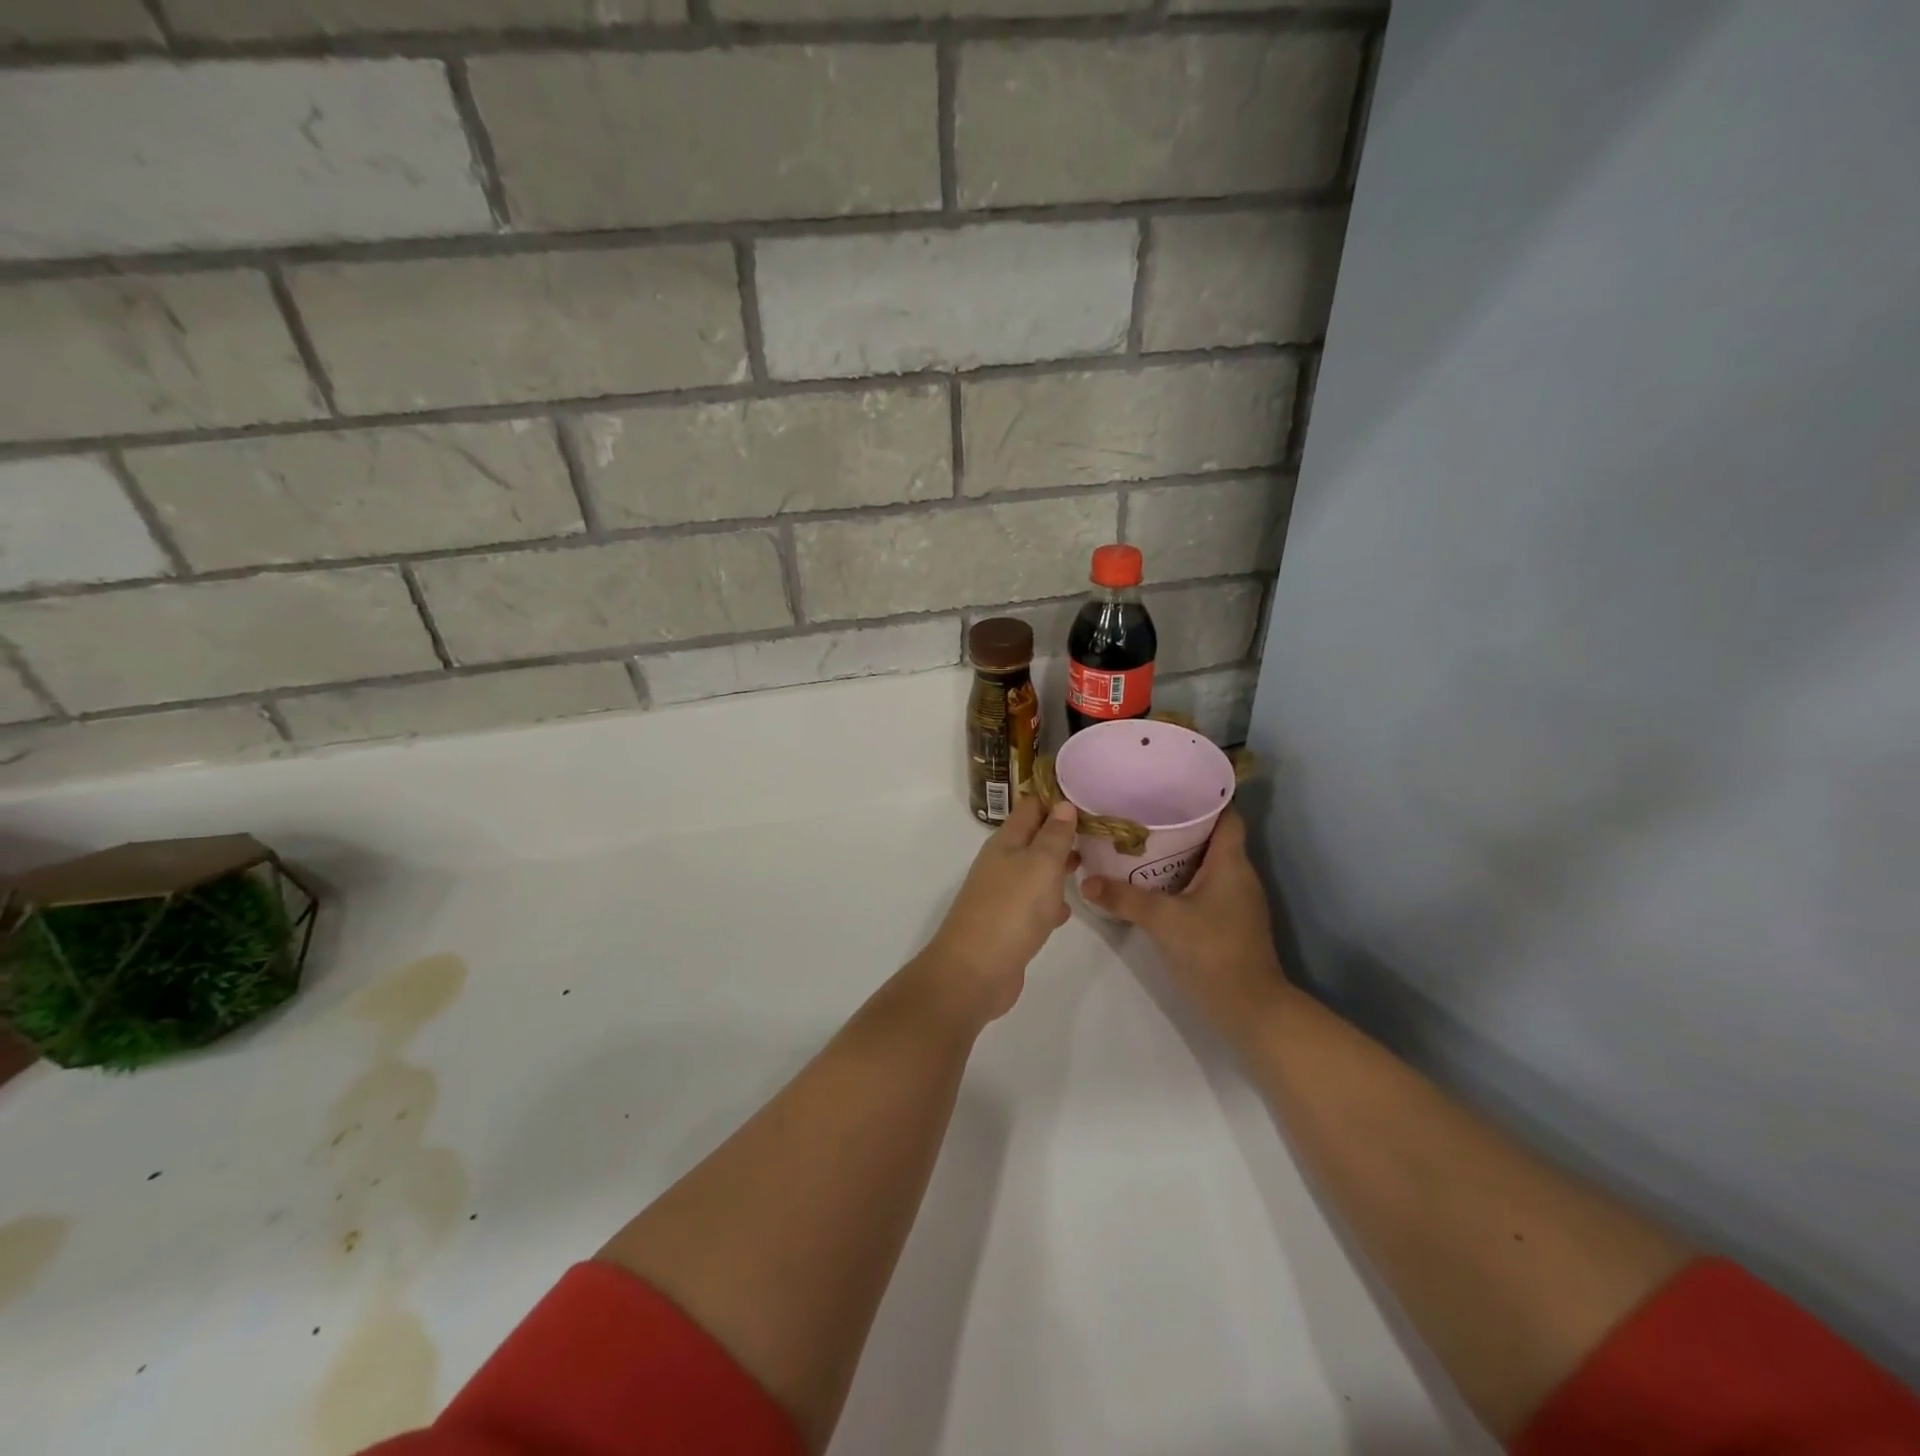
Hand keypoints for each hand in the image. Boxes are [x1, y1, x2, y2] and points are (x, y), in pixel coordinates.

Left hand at [914, 795, 1079, 1024]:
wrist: (975, 971)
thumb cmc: (1011, 910)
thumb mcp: (1040, 865)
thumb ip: (1054, 835)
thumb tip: (1063, 804)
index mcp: (1007, 842)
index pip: (1031, 806)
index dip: (1056, 797)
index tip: (1089, 792)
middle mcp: (1003, 863)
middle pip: (1034, 838)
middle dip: (1063, 832)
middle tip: (1100, 829)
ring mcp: (1004, 895)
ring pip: (1036, 871)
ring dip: (1059, 866)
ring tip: (1093, 862)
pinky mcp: (1009, 925)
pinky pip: (1034, 905)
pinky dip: (1051, 902)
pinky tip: (1069, 908)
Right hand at [1082, 811, 1286, 1025]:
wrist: (1250, 1008)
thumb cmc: (1213, 951)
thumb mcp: (1162, 920)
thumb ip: (1124, 899)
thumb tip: (1086, 882)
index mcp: (1231, 863)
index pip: (1227, 815)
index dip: (1205, 799)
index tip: (1171, 788)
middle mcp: (1238, 875)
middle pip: (1212, 837)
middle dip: (1180, 825)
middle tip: (1142, 815)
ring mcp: (1237, 901)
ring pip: (1207, 864)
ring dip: (1179, 854)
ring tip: (1141, 844)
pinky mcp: (1230, 922)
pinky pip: (1205, 887)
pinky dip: (1181, 879)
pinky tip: (1154, 884)